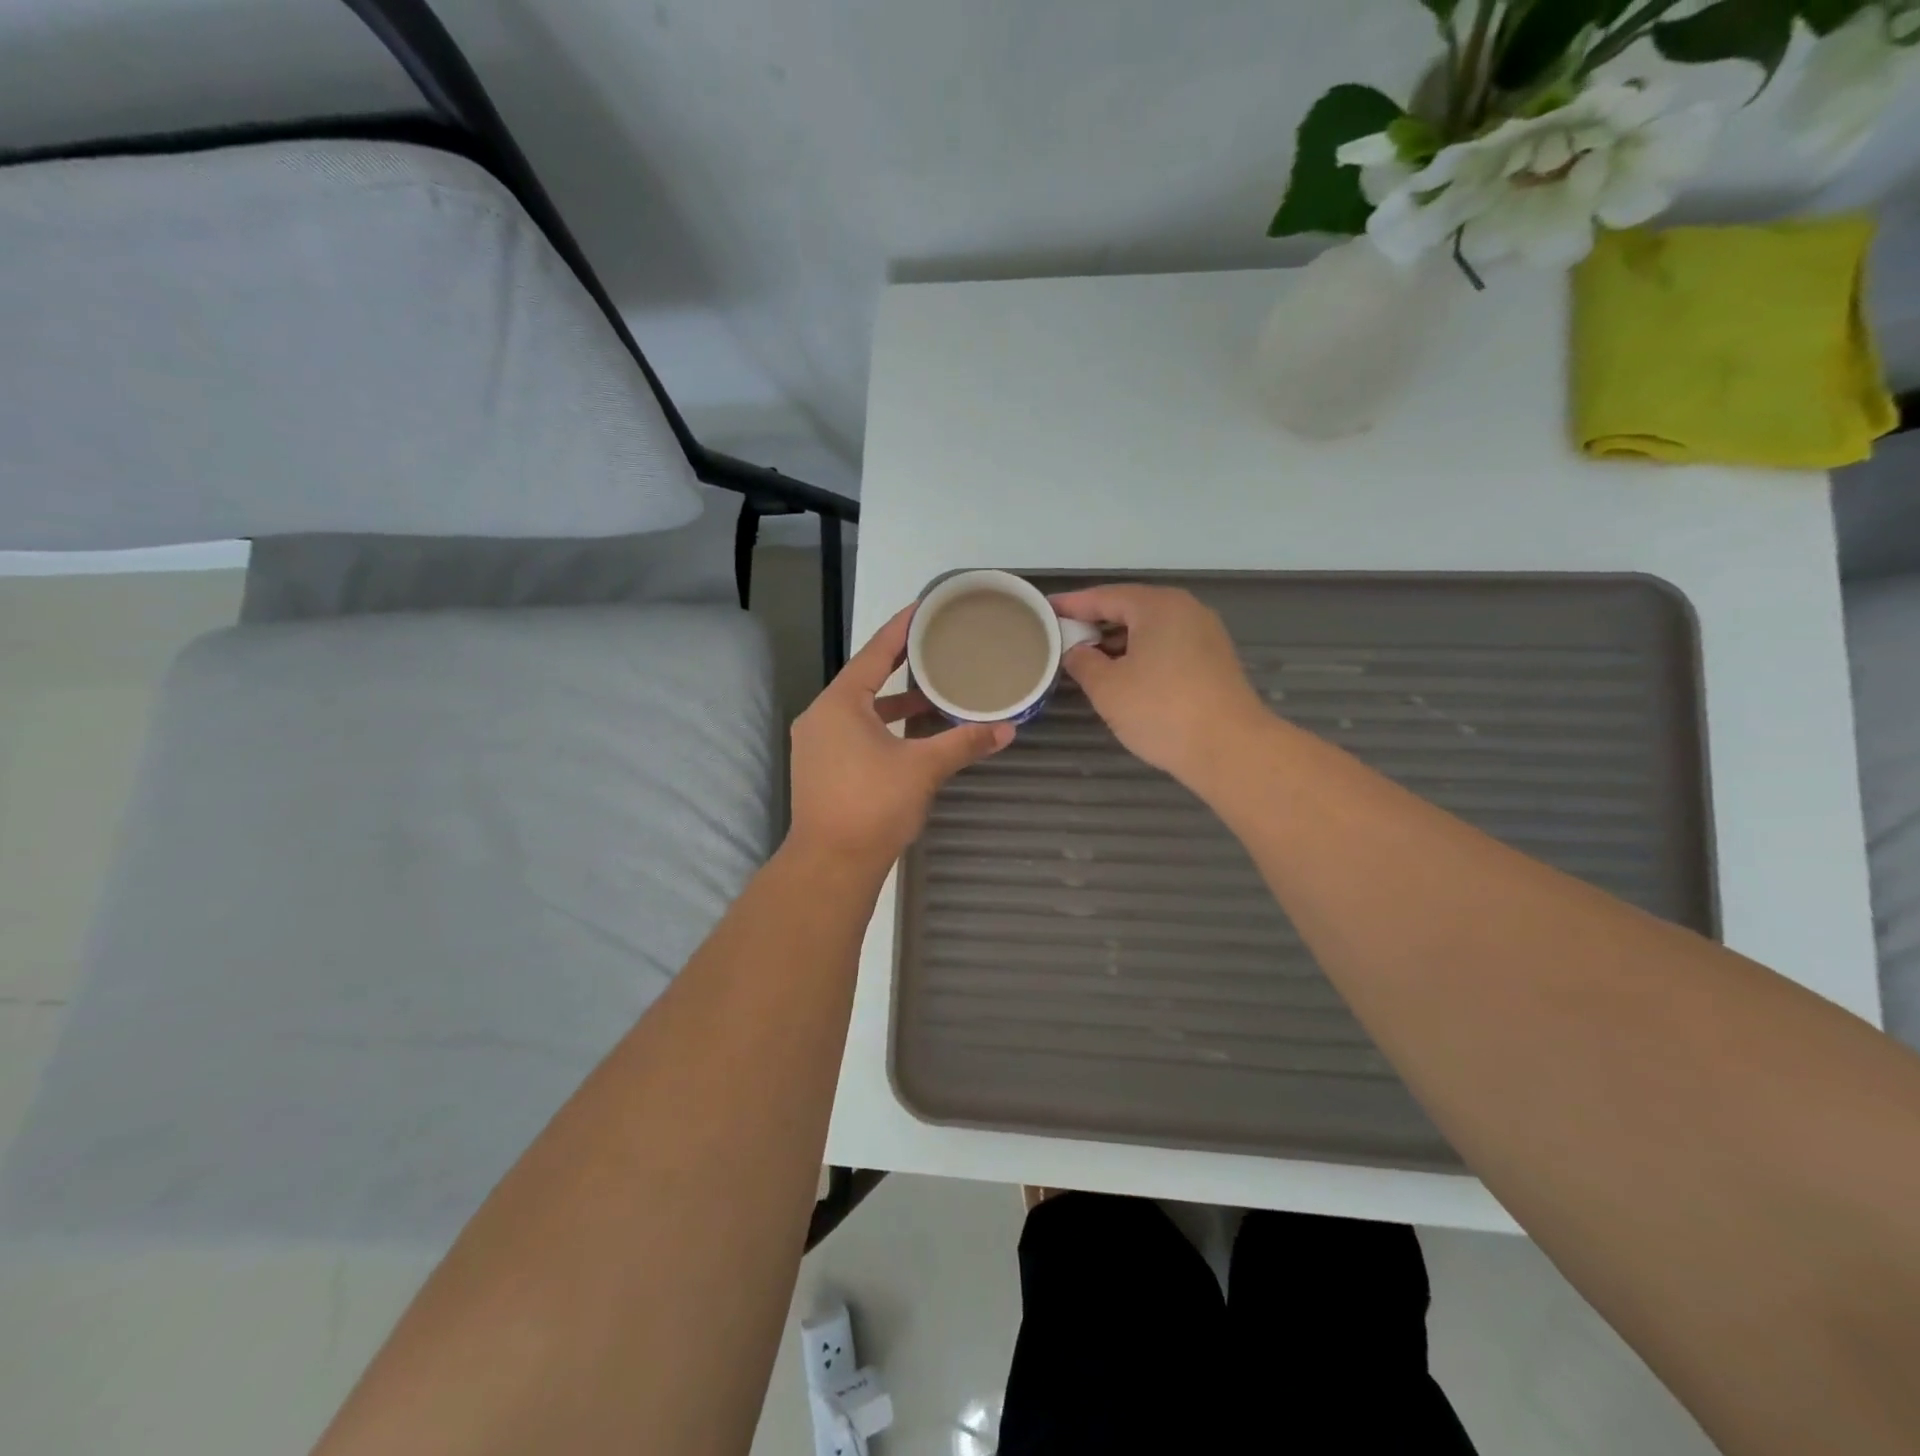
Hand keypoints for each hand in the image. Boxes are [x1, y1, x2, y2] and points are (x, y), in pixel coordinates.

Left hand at [788, 603, 1013, 868]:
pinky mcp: (821, 769)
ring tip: (933, 694)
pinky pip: (855, 732)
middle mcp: (821, 716)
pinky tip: (911, 735)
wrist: (830, 864)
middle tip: (936, 647)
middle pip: (865, 679)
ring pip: (860, 710)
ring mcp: (817, 744)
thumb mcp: (923, 768)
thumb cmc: (873, 806)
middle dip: (901, 665)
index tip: (924, 608)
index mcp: (840, 703)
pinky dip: (883, 727)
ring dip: (894, 703)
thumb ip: (964, 743)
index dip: (901, 629)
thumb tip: (1008, 729)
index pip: (874, 653)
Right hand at [1052, 584, 1268, 786]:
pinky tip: (1124, 674)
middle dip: (1095, 622)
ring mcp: (1205, 635)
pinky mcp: (1214, 661)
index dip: (1072, 604)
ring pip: (1150, 629)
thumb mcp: (1107, 688)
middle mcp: (1185, 610)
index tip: (1045, 609)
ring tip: (1087, 658)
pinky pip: (1167, 646)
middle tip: (1063, 635)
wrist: (1230, 749)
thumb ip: (1083, 662)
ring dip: (1118, 641)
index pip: (1104, 596)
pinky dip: (1141, 654)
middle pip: (1130, 608)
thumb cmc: (1161, 711)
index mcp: (1158, 606)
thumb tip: (1076, 651)